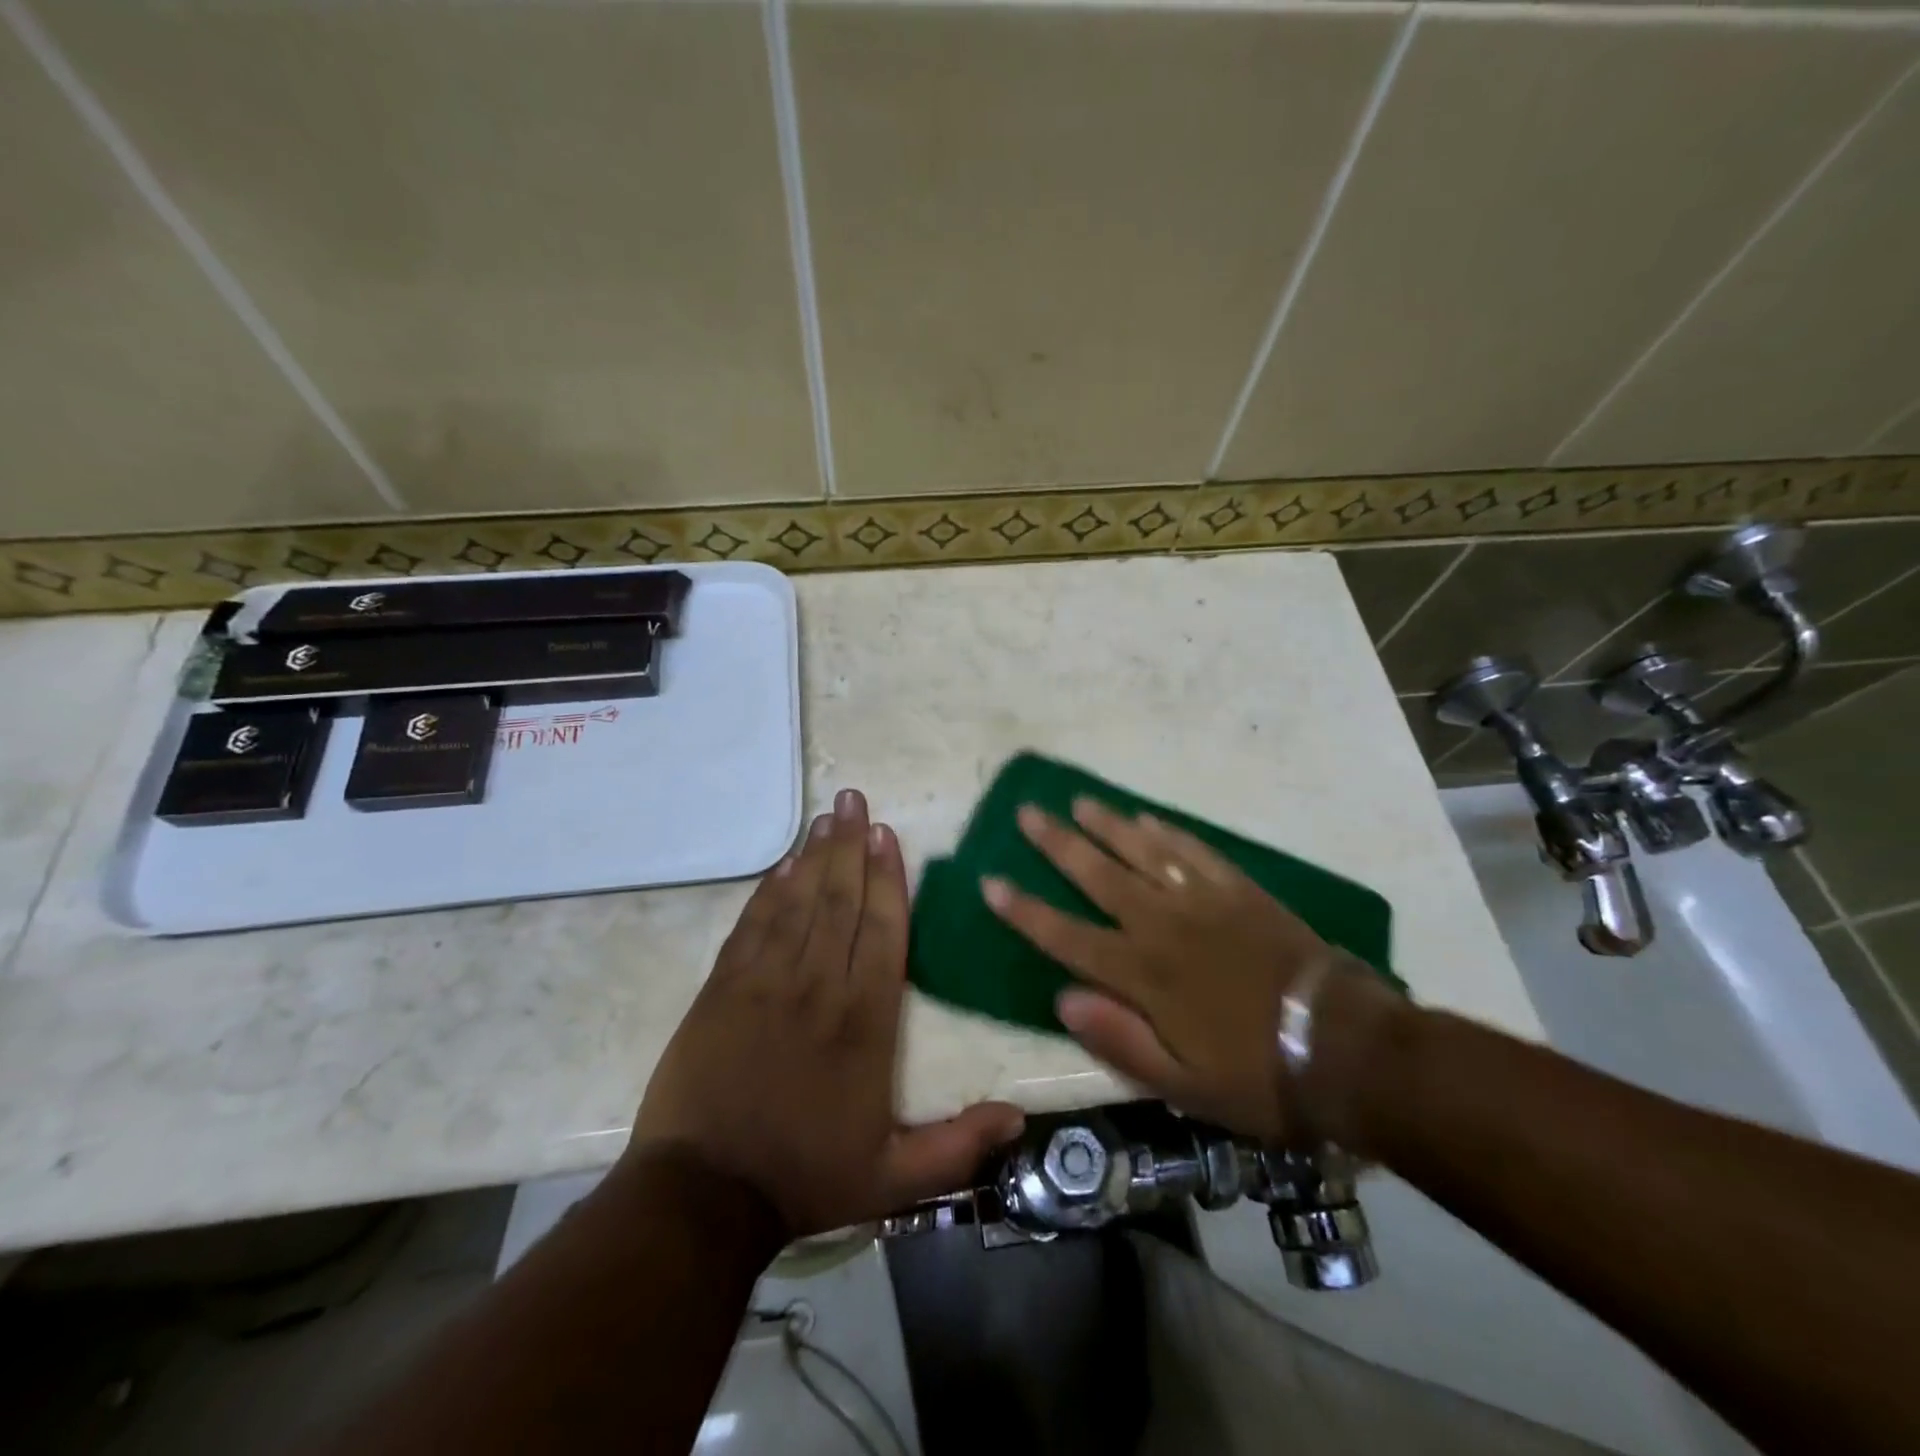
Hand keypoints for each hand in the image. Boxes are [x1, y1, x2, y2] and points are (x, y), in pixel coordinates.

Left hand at [632, 788, 1024, 1239]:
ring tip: (826, 816)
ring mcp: (765, 982)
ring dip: (813, 856)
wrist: (702, 1197)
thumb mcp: (894, 1180)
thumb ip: (960, 1147)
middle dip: (849, 845)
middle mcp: (818, 986)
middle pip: (839, 901)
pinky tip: (781, 865)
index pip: (882, 931)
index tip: (887, 834)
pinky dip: (768, 892)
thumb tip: (1020, 1118)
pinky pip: (752, 925)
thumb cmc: (804, 1178)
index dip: (887, 878)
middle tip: (854, 799)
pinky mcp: (722, 988)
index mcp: (864, 1020)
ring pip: (797, 903)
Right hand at [981, 798, 1402, 1146]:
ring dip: (1106, 824)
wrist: (1346, 1047)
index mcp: (1143, 975)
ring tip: (1077, 800)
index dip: (1025, 910)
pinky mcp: (1239, 891)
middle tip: (1026, 813)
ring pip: (1142, 852)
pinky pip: (1194, 851)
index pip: (1067, 936)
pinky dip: (1167, 832)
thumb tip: (1062, 998)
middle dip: (1057, 844)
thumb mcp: (1183, 1086)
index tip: (991, 882)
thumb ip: (1119, 1040)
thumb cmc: (1259, 1075)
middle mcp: (1163, 926)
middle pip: (1098, 876)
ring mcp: (1203, 901)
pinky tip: (1146, 818)